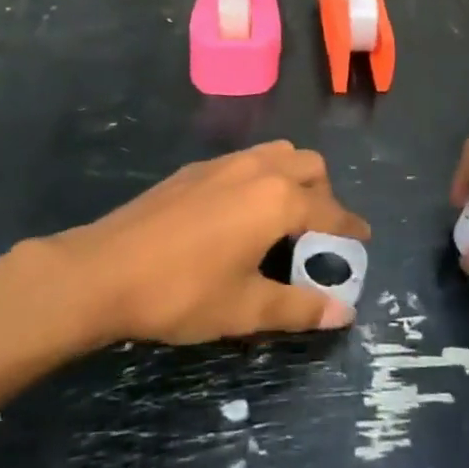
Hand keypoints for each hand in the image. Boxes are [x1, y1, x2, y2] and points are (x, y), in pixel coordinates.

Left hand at [53, 143, 369, 345]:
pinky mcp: (197, 168)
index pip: (329, 210)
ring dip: (293, 178)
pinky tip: (242, 214)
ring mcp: (224, 162)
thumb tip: (343, 313)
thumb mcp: (245, 308)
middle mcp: (258, 168)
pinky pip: (247, 160)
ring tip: (284, 219)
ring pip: (277, 154)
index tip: (363, 239)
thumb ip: (298, 307)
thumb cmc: (182, 292)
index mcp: (277, 199)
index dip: (350, 227)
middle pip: (309, 166)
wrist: (105, 269)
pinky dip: (263, 177)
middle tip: (318, 233)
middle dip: (323, 195)